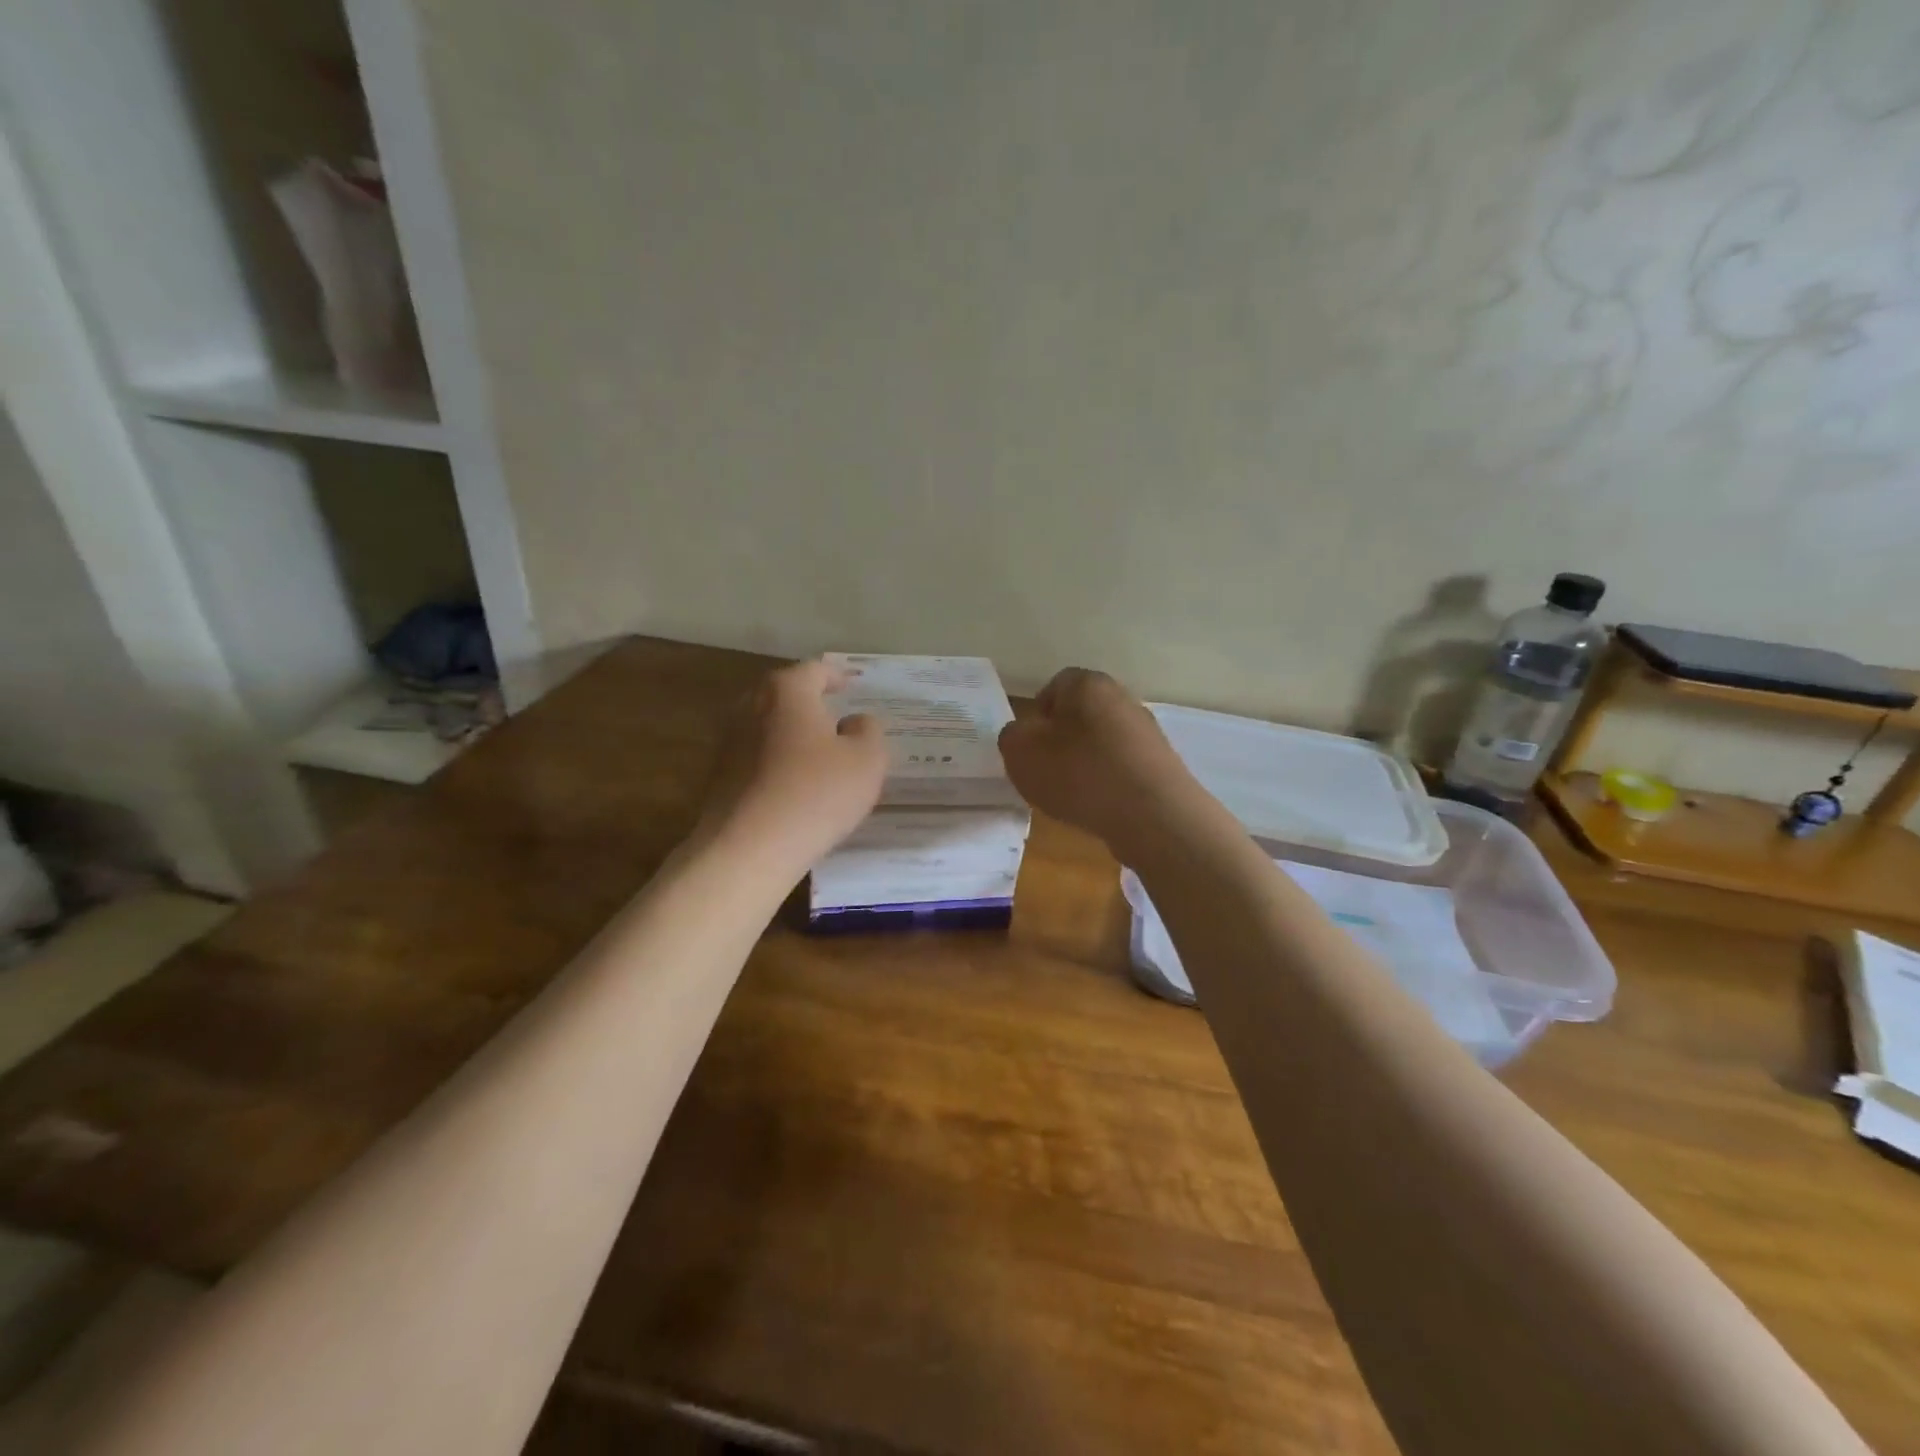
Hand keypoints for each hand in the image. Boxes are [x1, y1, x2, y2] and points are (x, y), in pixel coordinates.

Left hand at [699, 660, 887, 873]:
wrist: (747, 848)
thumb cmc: (816, 794)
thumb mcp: (867, 760)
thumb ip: (868, 731)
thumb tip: (854, 721)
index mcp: (787, 691)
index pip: (815, 669)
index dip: (837, 676)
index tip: (852, 686)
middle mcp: (751, 705)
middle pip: (786, 694)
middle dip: (812, 703)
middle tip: (837, 717)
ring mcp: (729, 741)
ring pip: (769, 725)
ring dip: (792, 733)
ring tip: (819, 753)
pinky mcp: (719, 775)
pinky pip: (756, 756)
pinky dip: (777, 760)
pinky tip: (794, 784)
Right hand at [997, 668, 1207, 857]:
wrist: (1152, 815)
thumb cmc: (1079, 773)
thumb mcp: (1021, 753)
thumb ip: (1012, 736)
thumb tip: (1023, 734)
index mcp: (1087, 684)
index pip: (1055, 686)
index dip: (1037, 716)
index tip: (1030, 747)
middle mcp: (1122, 698)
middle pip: (1081, 714)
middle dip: (1061, 740)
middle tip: (1046, 771)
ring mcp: (1146, 732)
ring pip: (1102, 742)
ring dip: (1085, 763)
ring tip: (1073, 795)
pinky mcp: (1162, 764)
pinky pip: (1122, 767)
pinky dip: (1108, 783)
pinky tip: (1100, 806)